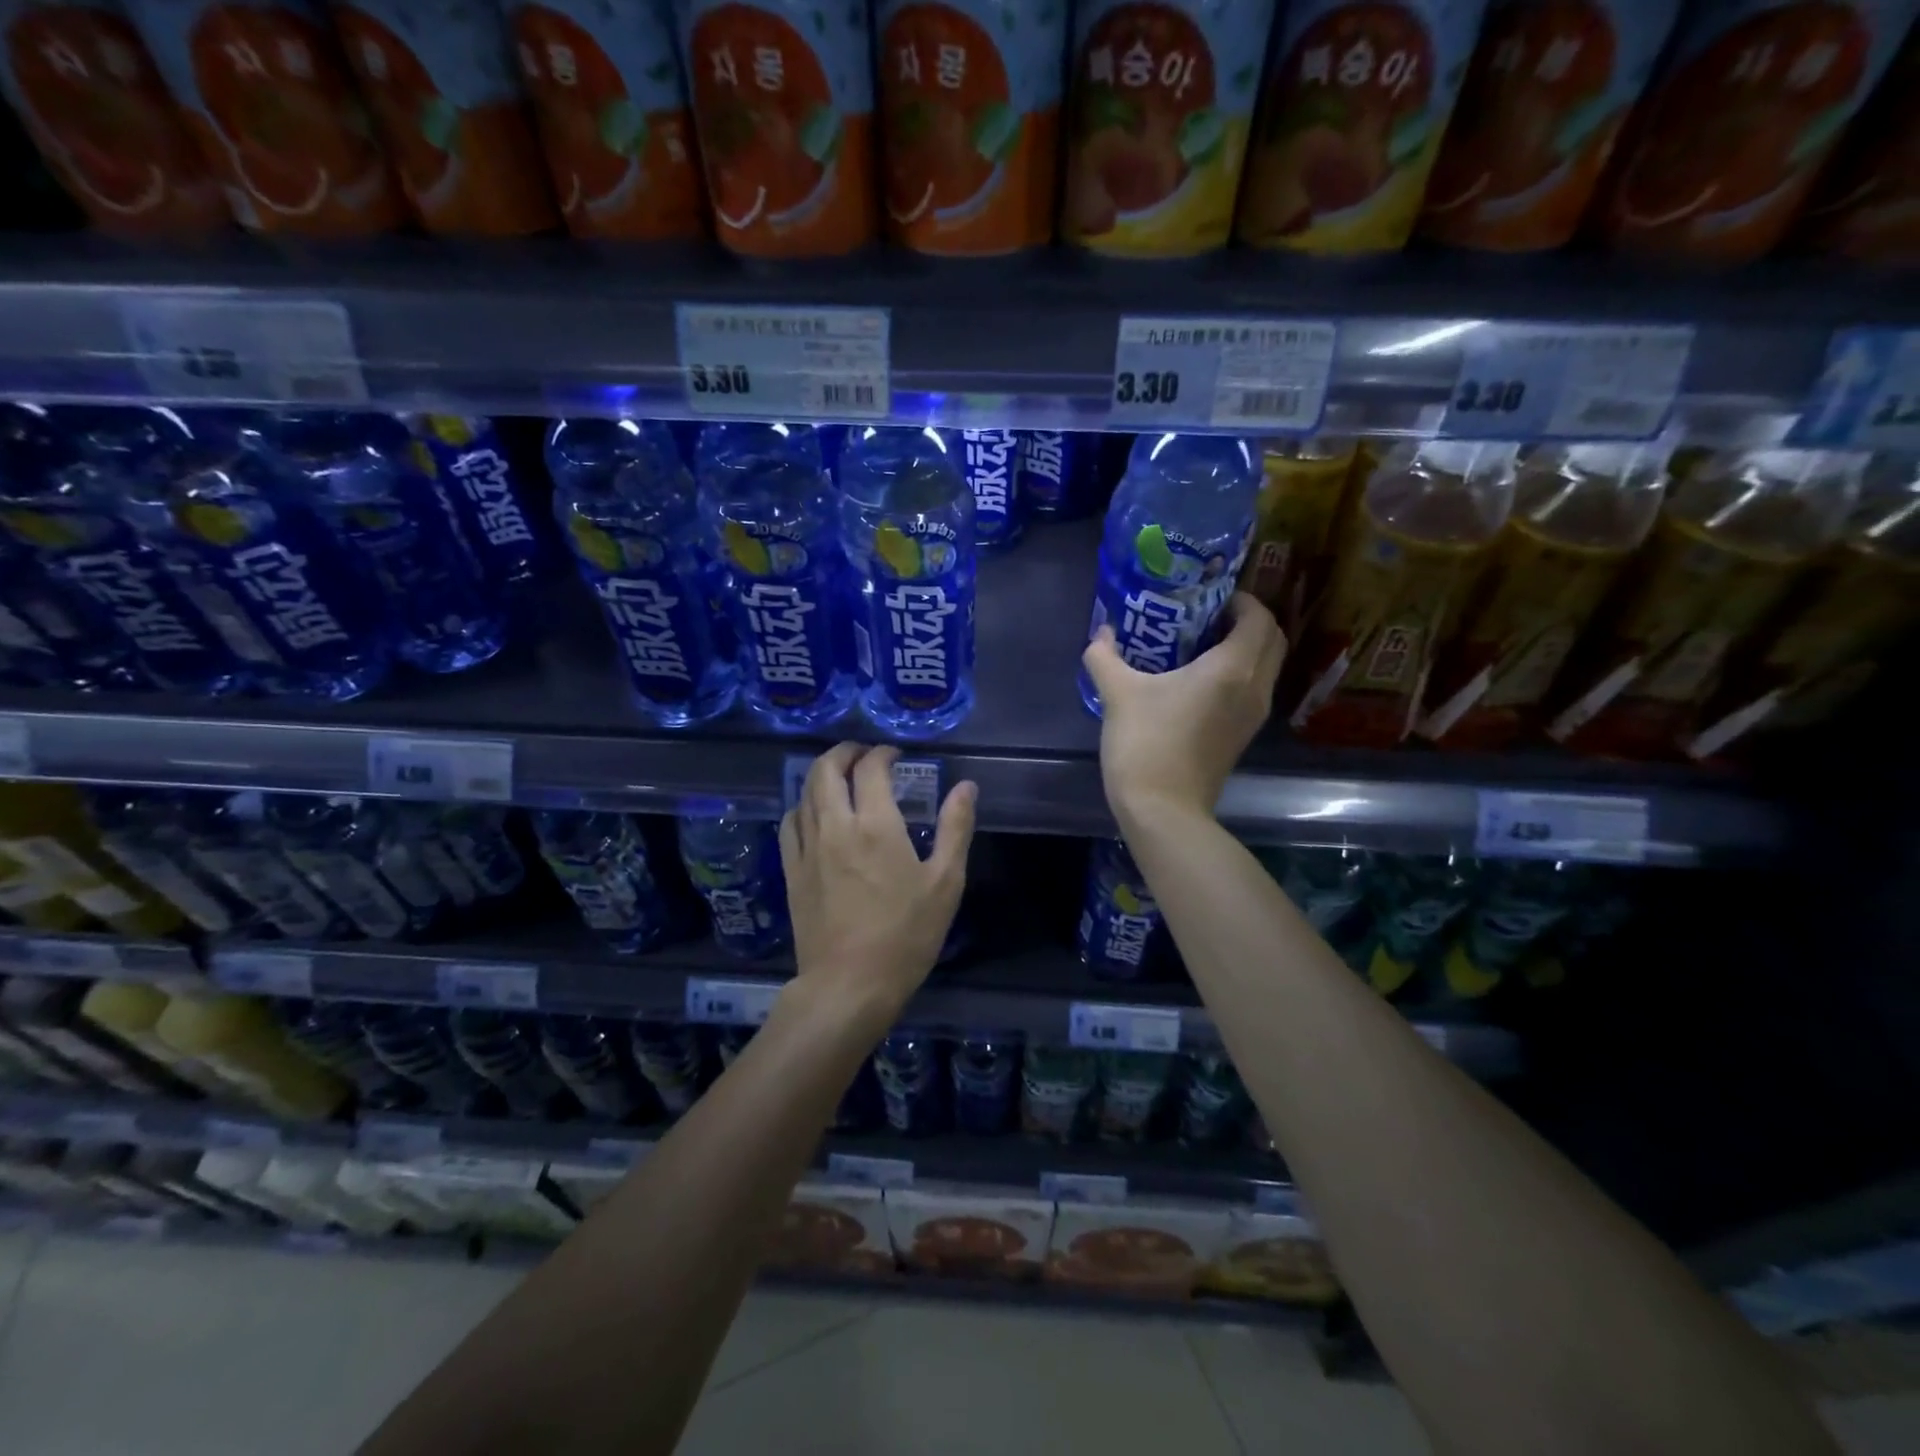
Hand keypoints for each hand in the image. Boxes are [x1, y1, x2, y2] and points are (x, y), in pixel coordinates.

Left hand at [779, 744, 977, 1022]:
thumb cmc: (906, 935)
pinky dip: (802, 806)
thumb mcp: (944, 883)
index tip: (895, 755)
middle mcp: (835, 826)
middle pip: (825, 770)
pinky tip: (813, 814)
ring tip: (840, 777)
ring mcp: (807, 849)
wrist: (849, 985)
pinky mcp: (791, 872)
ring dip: (821, 775)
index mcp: (875, 824)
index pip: (870, 768)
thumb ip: (955, 828)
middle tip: (862, 753)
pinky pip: (790, 824)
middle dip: (843, 752)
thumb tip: (966, 786)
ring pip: (804, 793)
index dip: (882, 753)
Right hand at [1082, 592, 1283, 823]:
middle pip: (1272, 639)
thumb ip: (1105, 656)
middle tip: (1209, 616)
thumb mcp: (1118, 694)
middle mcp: (1254, 687)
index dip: (1240, 599)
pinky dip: (1240, 673)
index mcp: (1231, 668)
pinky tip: (1199, 679)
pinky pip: (1254, 688)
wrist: (1163, 810)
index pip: (1258, 617)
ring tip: (1202, 644)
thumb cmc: (1145, 744)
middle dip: (1249, 620)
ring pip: (1267, 666)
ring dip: (1246, 647)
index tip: (1209, 597)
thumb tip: (1101, 632)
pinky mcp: (1243, 735)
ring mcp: (1253, 715)